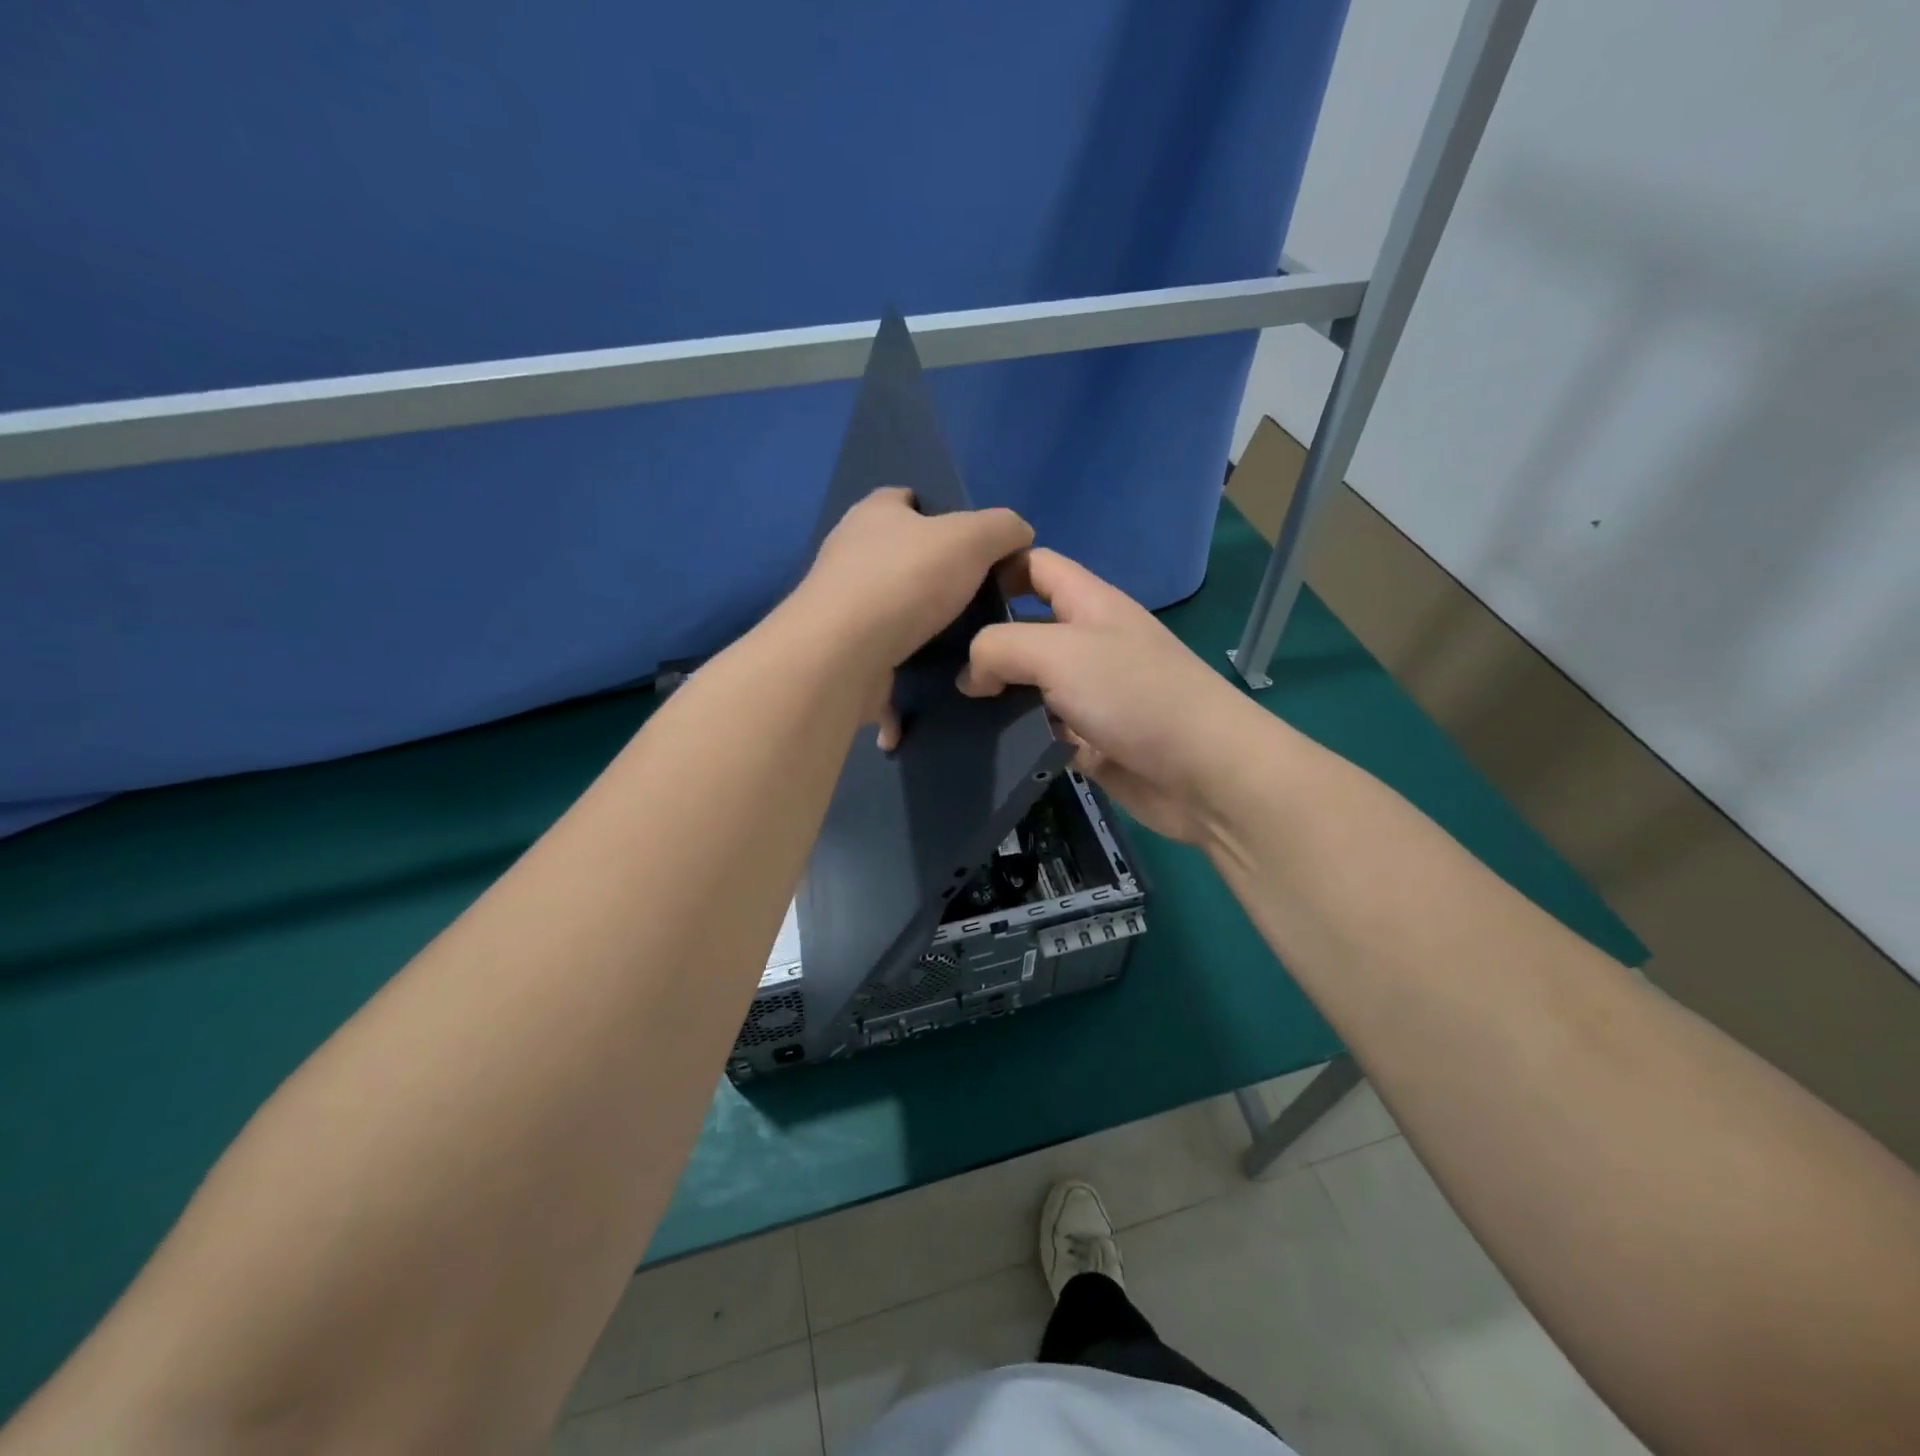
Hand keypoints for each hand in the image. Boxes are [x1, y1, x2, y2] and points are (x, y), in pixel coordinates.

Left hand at [792, 488, 1033, 747]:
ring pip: (893, 607)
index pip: (907, 498)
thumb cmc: (906, 579)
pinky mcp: (842, 649)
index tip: (975, 544)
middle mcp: (850, 552)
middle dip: (936, 573)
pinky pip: (885, 653)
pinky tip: (937, 677)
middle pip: (901, 555)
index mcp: (874, 513)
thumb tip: (1020, 534)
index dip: (941, 512)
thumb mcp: (971, 538)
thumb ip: (1002, 528)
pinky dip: (908, 664)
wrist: (845, 654)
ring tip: (966, 639)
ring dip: (923, 623)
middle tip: (979, 596)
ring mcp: (841, 604)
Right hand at [958, 548, 1270, 843]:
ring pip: (1029, 685)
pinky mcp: (1089, 739)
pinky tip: (980, 742)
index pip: (1034, 566)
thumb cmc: (1133, 694)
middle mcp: (1088, 643)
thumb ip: (1000, 648)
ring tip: (944, 705)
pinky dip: (1017, 735)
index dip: (994, 569)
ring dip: (995, 696)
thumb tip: (969, 675)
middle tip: (931, 659)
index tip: (945, 594)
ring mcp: (1090, 694)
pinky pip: (1042, 730)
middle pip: (1025, 628)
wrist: (1203, 773)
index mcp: (1088, 604)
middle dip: (983, 641)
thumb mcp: (1058, 652)